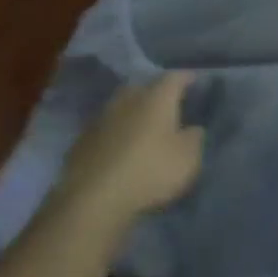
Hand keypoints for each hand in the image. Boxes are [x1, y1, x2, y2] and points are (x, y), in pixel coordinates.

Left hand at [56, 73, 204, 231]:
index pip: (175, 78)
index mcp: (156, 98)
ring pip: (122, 106)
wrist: (93, 198)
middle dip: (156, 93)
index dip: (186, 78)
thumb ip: (194, 138)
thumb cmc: (150, 171)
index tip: (194, 81)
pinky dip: (117, 132)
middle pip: (144, 87)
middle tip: (168, 105)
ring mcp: (101, 118)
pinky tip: (121, 147)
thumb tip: (193, 128)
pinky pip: (107, 128)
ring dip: (133, 113)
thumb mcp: (188, 159)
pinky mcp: (82, 140)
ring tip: (144, 127)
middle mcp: (127, 99)